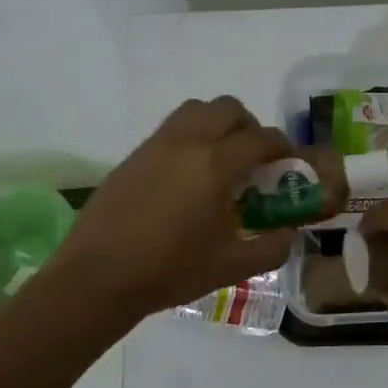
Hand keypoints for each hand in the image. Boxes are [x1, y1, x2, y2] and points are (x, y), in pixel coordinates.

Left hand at [55, 96, 298, 317]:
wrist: (97, 279)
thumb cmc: (170, 272)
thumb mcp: (232, 266)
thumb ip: (271, 247)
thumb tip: (289, 232)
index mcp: (215, 166)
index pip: (261, 138)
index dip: (283, 147)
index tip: (290, 164)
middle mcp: (186, 143)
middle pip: (228, 109)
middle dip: (250, 127)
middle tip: (255, 159)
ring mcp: (155, 146)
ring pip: (196, 110)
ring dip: (218, 124)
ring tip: (222, 161)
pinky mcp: (133, 157)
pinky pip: (171, 130)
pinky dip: (191, 138)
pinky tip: (189, 178)